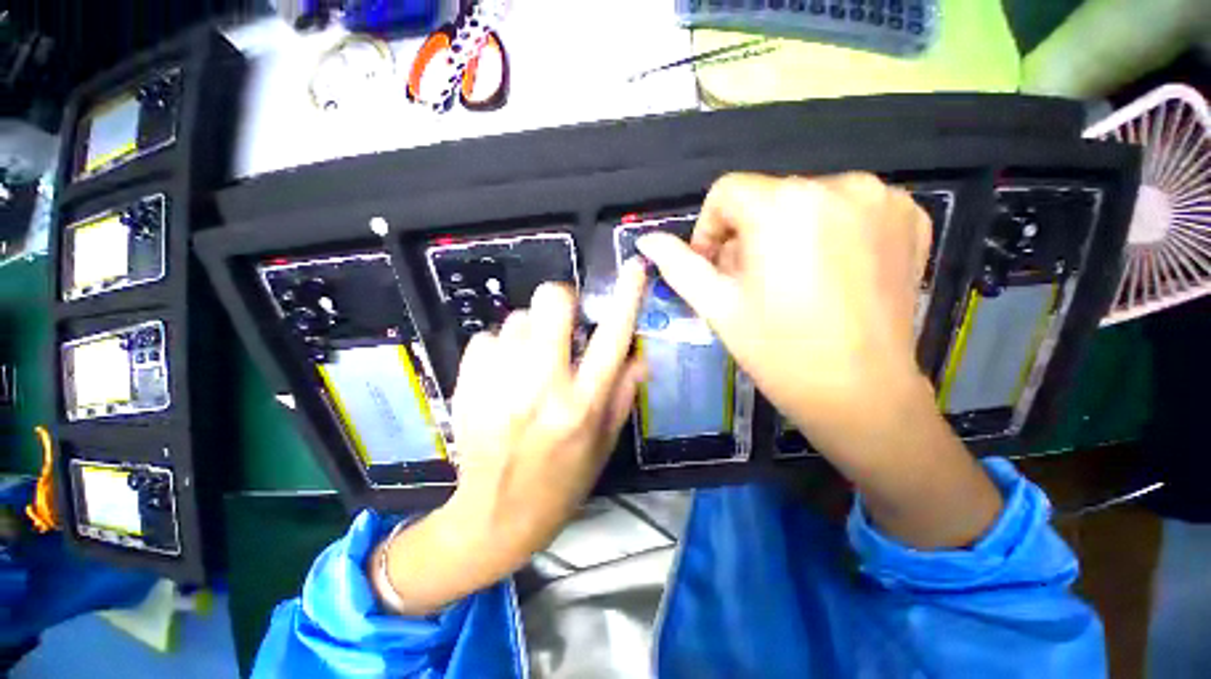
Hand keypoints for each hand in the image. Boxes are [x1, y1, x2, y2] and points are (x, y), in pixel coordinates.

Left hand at [450, 258, 647, 558]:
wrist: (495, 517)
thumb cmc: (561, 483)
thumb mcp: (604, 444)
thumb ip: (622, 394)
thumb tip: (639, 355)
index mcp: (583, 404)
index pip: (613, 337)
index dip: (627, 297)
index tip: (635, 267)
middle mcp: (543, 386)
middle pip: (551, 303)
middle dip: (562, 300)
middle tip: (563, 321)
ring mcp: (499, 384)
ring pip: (517, 318)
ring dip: (529, 332)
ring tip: (529, 361)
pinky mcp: (467, 386)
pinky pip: (487, 338)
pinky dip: (498, 349)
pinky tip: (501, 375)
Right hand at [636, 172, 929, 452]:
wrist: (860, 392)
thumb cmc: (778, 350)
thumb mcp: (716, 305)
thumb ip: (678, 265)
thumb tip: (647, 241)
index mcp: (783, 206)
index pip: (726, 192)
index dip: (710, 229)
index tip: (716, 268)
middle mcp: (837, 185)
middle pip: (768, 195)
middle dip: (749, 234)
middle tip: (752, 282)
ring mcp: (882, 198)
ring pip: (807, 200)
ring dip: (788, 231)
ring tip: (791, 279)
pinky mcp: (911, 216)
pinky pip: (849, 209)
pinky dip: (830, 231)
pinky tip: (831, 272)